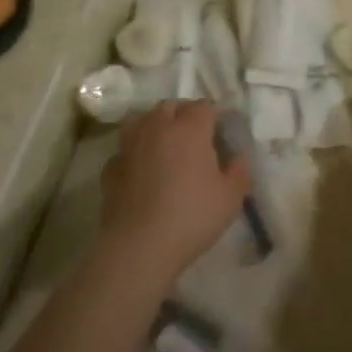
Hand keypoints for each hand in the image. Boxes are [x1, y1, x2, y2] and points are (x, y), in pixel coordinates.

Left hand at [99, 102, 250, 276]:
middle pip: (170, 106)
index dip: (215, 116)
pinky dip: (136, 153)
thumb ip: (240, 170)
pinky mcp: (111, 166)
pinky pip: (127, 148)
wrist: (139, 245)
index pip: (204, 106)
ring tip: (166, 148)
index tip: (222, 134)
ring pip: (143, 120)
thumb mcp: (231, 197)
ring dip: (156, 127)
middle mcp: (157, 127)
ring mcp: (129, 145)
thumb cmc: (192, 216)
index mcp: (190, 128)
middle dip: (184, 115)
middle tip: (196, 139)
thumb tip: (239, 156)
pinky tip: (143, 171)